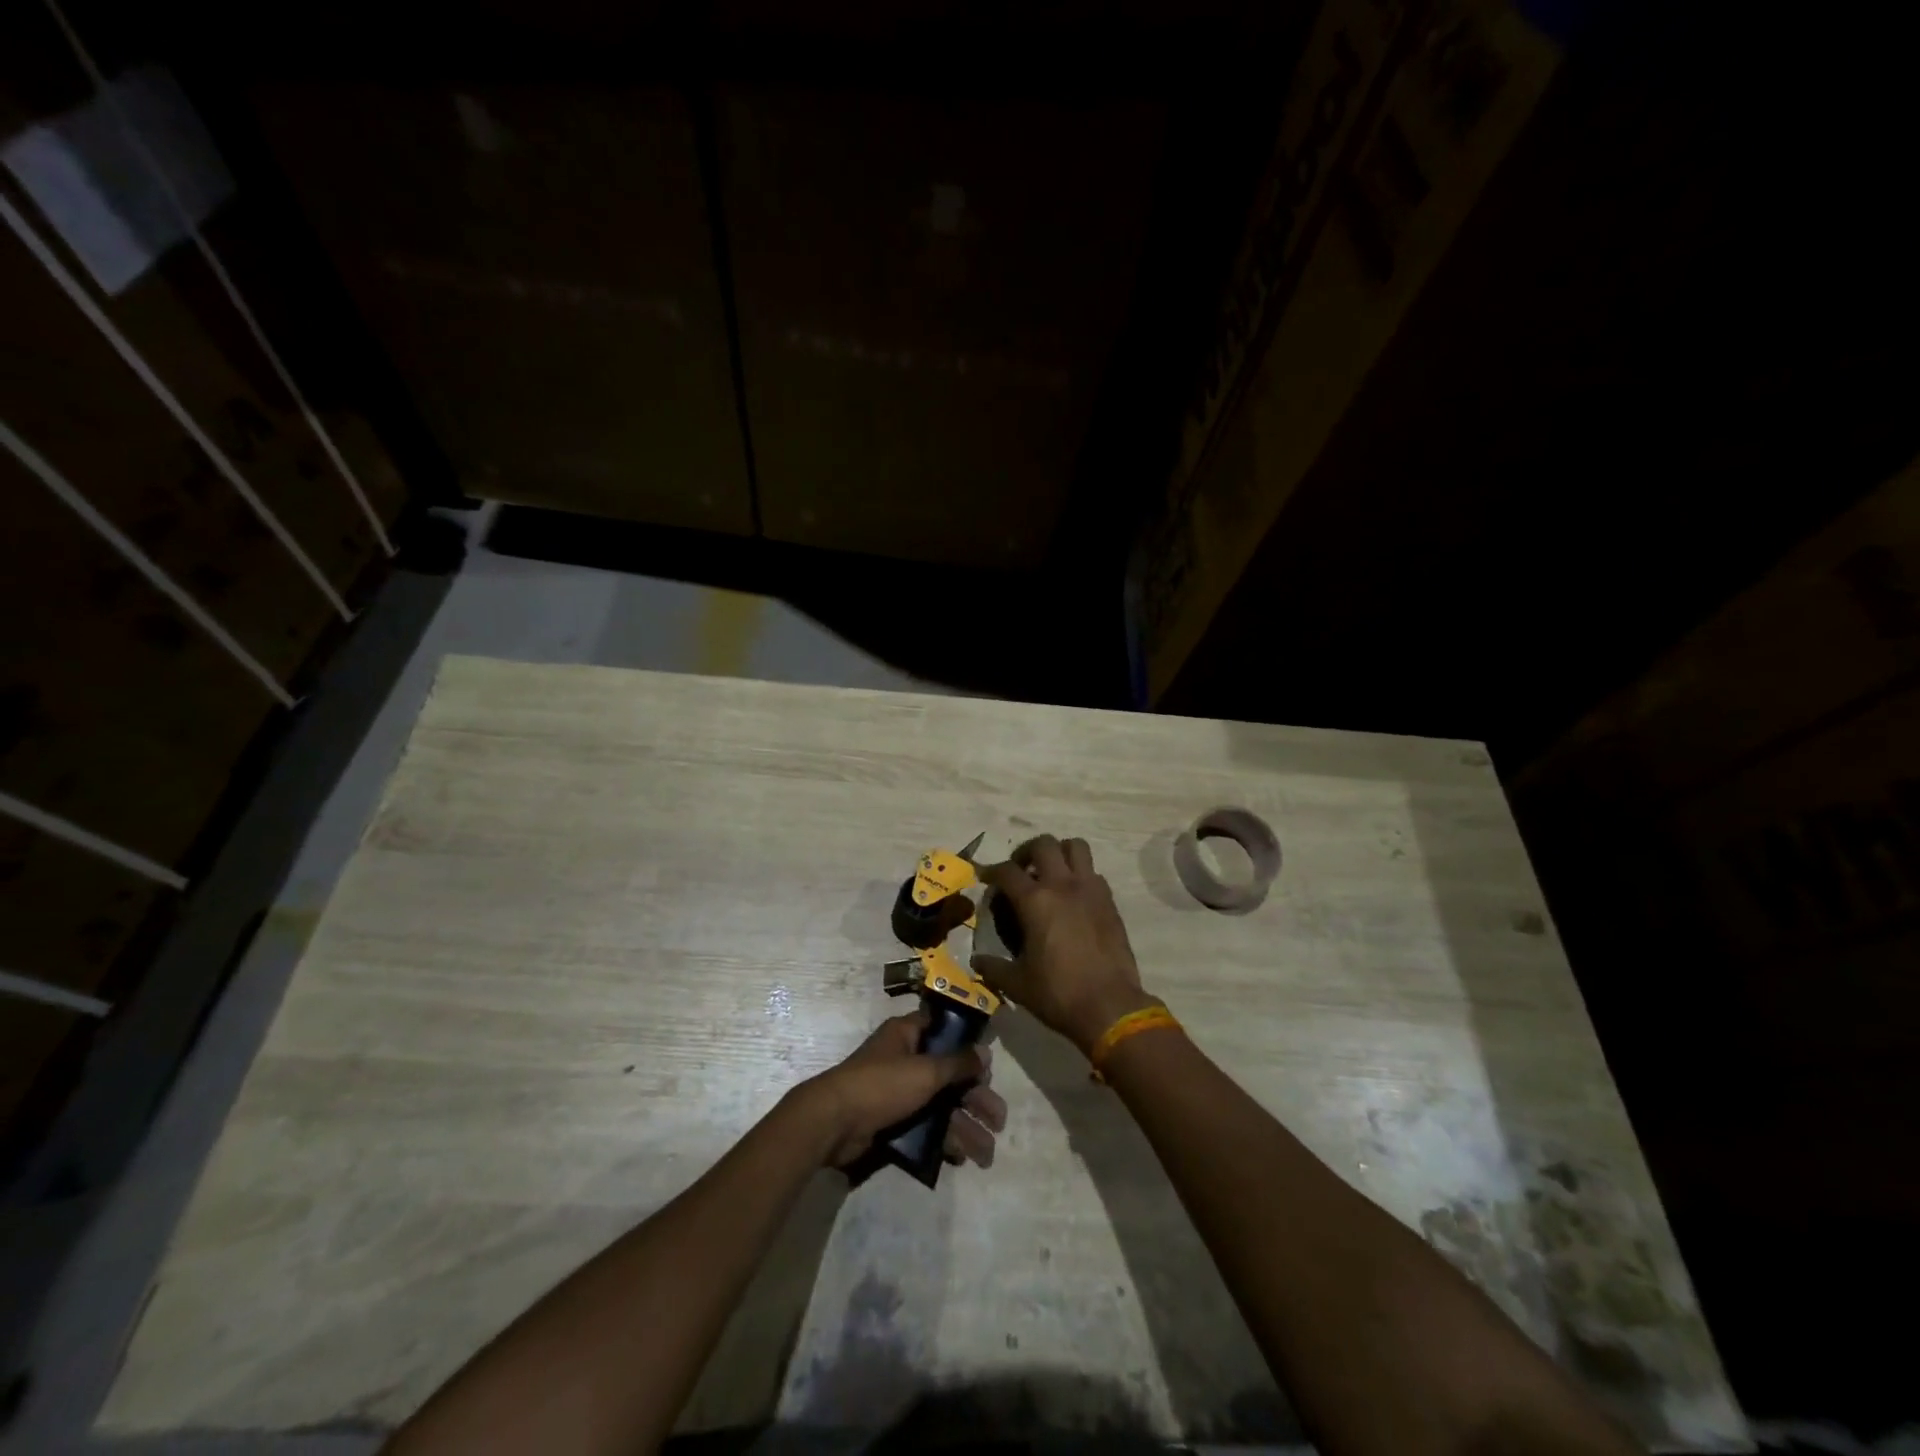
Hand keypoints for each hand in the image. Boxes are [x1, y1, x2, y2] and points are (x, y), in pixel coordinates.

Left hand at [794, 1010, 1006, 1169]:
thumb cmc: (881, 1084)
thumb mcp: (925, 1070)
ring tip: (987, 1154)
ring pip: (940, 1106)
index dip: (968, 1046)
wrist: (833, 1124)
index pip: (944, 1031)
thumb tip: (985, 1051)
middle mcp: (905, 1059)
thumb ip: (958, 1063)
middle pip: (949, 1076)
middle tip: (999, 1120)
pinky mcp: (892, 1121)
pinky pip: (925, 1128)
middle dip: (975, 1099)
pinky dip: (944, 1140)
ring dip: (964, 1127)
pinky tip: (962, 1158)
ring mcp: (898, 1092)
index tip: (990, 1065)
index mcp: (908, 1034)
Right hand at [973, 835, 1158, 1055]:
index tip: (985, 877)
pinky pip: (1093, 872)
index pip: (1007, 871)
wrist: (1110, 1006)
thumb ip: (993, 968)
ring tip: (1050, 871)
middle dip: (1027, 851)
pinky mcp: (1109, 901)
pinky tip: (1073, 897)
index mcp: (1035, 901)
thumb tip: (976, 961)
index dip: (992, 871)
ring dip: (1060, 852)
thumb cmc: (1058, 993)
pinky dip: (1080, 875)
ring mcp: (1090, 890)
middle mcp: (1062, 885)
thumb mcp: (1017, 984)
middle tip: (1020, 869)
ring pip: (1076, 846)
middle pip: (1044, 844)